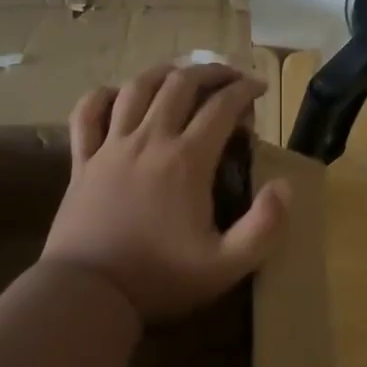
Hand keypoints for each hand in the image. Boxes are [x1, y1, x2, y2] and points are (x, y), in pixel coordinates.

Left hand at [42, 63, 289, 322]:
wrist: (89, 294)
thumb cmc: (161, 279)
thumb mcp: (228, 265)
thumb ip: (265, 226)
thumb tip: (284, 186)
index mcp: (187, 160)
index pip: (221, 107)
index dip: (244, 90)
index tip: (259, 88)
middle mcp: (150, 140)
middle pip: (180, 85)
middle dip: (210, 72)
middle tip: (229, 77)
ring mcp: (111, 147)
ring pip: (137, 88)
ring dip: (164, 73)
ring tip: (182, 75)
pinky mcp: (83, 161)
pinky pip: (87, 114)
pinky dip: (103, 96)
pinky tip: (118, 95)